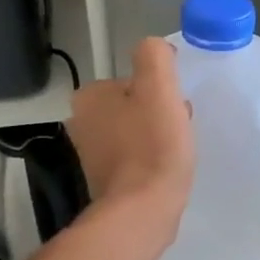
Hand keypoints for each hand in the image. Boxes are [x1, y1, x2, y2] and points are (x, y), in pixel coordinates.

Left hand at [67, 37, 195, 239]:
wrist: (143, 210)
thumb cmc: (152, 145)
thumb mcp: (158, 87)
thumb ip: (155, 56)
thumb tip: (156, 50)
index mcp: (89, 97)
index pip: (131, 80)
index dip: (159, 89)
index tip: (176, 104)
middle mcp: (82, 123)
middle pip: (132, 106)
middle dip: (157, 113)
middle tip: (177, 128)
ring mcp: (92, 156)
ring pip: (134, 133)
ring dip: (156, 136)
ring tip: (175, 151)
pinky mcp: (106, 182)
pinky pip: (134, 159)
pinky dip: (150, 161)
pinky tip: (165, 171)